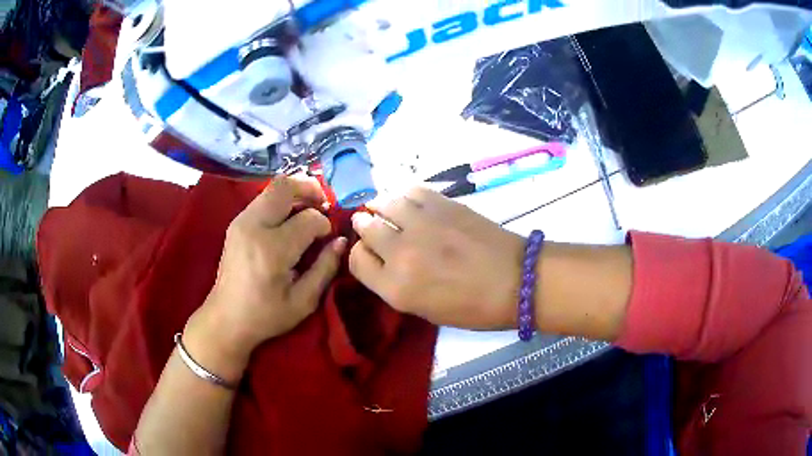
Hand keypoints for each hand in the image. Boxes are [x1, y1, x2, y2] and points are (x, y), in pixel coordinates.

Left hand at [185, 176, 345, 380]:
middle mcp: (254, 226)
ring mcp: (242, 221)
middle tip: (324, 204)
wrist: (227, 318)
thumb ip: (325, 268)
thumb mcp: (303, 301)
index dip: (325, 224)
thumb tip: (340, 240)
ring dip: (296, 192)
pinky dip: (282, 200)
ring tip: (310, 209)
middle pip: (285, 186)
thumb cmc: (266, 315)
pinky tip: (290, 218)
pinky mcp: (237, 222)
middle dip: (311, 188)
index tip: (328, 239)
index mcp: (272, 249)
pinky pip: (264, 198)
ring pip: (273, 187)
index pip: (308, 218)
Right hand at [349, 187, 524, 329]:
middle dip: (366, 226)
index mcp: (396, 288)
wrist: (516, 280)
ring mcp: (421, 225)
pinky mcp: (442, 204)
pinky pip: (410, 191)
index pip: (356, 260)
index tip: (370, 252)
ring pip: (384, 203)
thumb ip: (396, 285)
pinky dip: (405, 195)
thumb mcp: (425, 310)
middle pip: (366, 228)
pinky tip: (410, 202)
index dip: (360, 254)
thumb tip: (383, 258)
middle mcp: (401, 253)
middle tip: (374, 225)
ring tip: (386, 209)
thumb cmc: (473, 307)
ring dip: (381, 206)